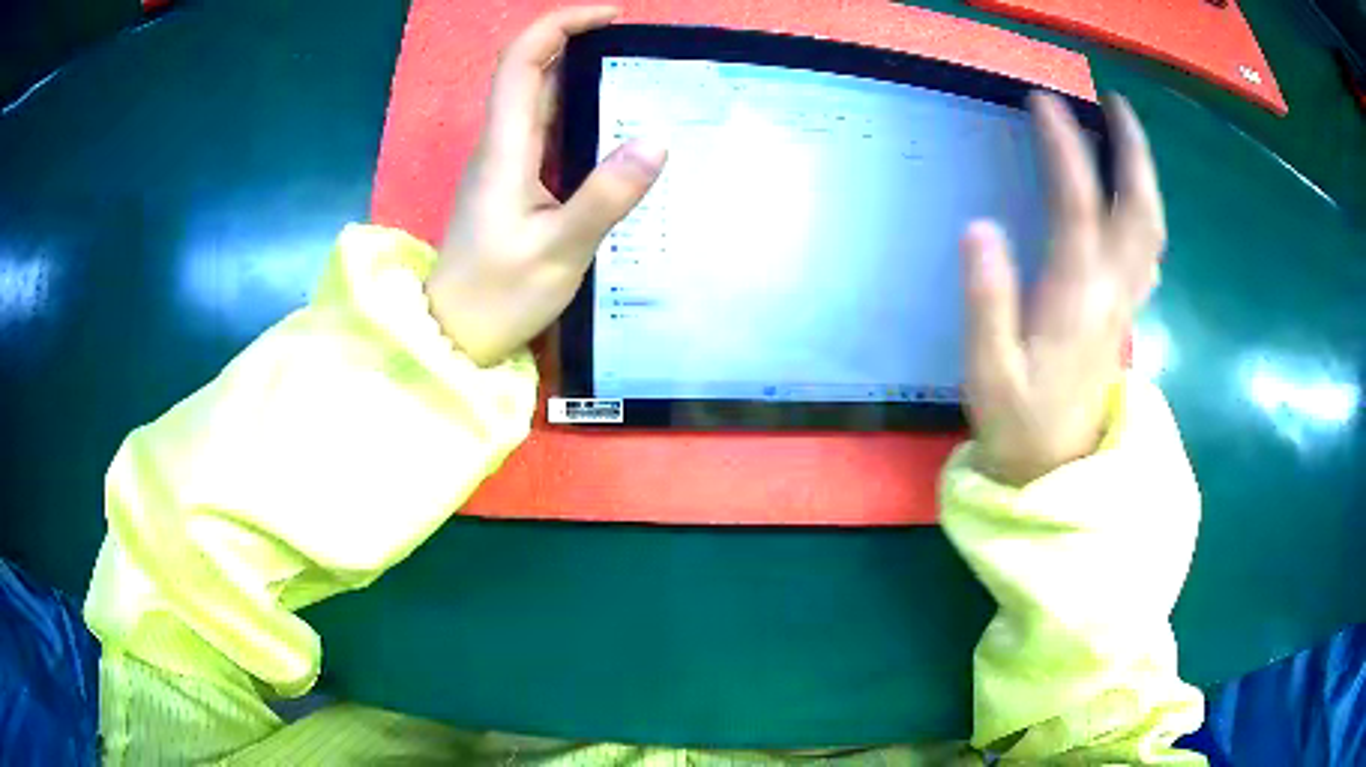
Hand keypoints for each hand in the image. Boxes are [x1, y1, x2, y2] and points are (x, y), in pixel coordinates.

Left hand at [425, 6, 666, 365]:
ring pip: (540, 101)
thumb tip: (656, 140)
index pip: (521, 61)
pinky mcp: (513, 183)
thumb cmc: (499, 296)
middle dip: (581, 46)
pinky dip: (581, 115)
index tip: (611, 18)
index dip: (561, 25)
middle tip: (642, 53)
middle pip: (531, 71)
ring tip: (643, 84)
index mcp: (504, 148)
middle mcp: (500, 144)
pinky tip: (618, 132)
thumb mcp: (560, 251)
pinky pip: (546, 132)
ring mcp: (504, 163)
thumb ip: (606, 196)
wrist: (455, 334)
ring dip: (584, 80)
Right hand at [962, 93, 1164, 485]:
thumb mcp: (988, 373)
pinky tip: (1133, 197)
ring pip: (1151, 228)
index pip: (1077, 205)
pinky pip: (1148, 252)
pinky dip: (1146, 211)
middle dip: (1131, 150)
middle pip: (1137, 209)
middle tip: (1114, 103)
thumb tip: (978, 227)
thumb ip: (987, 303)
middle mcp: (1111, 292)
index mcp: (1076, 300)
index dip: (1063, 148)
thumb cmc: (1019, 426)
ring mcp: (1125, 304)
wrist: (1057, 471)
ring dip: (1144, 175)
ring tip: (1127, 134)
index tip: (1043, 102)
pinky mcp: (1125, 315)